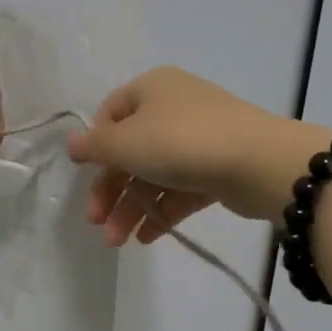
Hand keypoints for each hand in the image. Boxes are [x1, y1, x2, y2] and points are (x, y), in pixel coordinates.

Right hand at [66, 66, 328, 245]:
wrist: (259, 163)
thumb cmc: (181, 142)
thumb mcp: (126, 142)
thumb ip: (94, 146)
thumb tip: (72, 142)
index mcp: (152, 89)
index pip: (111, 113)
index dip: (95, 145)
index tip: (85, 174)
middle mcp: (175, 108)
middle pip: (131, 150)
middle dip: (111, 189)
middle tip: (96, 222)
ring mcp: (199, 140)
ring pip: (155, 174)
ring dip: (132, 207)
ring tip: (118, 241)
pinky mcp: (218, 169)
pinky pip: (180, 190)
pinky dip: (161, 211)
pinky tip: (146, 237)